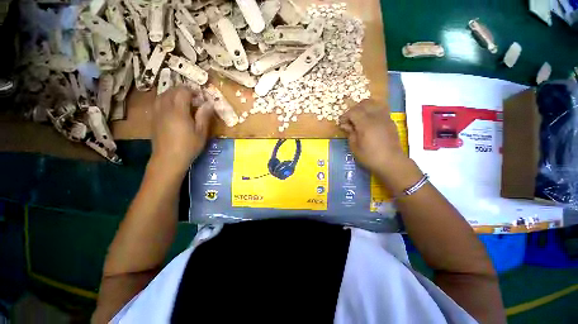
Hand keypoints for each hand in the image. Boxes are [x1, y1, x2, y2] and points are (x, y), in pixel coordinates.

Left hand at [150, 86, 213, 172]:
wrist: (168, 159)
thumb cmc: (188, 147)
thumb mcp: (201, 132)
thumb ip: (204, 116)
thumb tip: (209, 103)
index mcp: (178, 111)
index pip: (183, 91)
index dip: (192, 91)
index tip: (201, 97)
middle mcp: (165, 108)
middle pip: (171, 91)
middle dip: (183, 91)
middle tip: (194, 99)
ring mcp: (157, 113)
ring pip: (162, 95)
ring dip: (173, 94)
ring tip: (183, 102)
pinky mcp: (153, 119)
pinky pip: (157, 103)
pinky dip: (166, 100)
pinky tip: (172, 109)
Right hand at [339, 100, 412, 178]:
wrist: (391, 162)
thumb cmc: (370, 157)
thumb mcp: (354, 147)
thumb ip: (350, 133)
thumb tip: (345, 125)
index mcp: (365, 124)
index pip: (353, 112)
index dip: (345, 116)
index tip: (341, 124)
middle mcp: (376, 117)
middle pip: (364, 103)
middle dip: (354, 109)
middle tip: (349, 120)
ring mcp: (385, 117)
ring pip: (374, 103)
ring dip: (364, 107)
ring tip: (359, 117)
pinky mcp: (390, 120)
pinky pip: (381, 108)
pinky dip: (373, 110)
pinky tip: (369, 120)